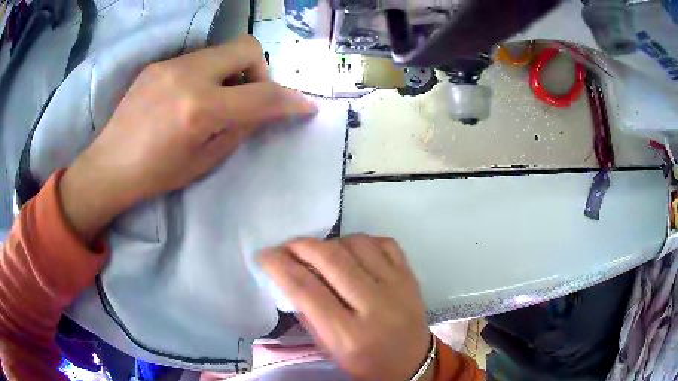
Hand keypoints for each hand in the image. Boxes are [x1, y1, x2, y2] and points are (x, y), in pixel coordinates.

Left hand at [59, 35, 314, 241]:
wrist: (110, 166)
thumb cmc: (156, 175)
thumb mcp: (205, 161)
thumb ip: (240, 128)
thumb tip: (264, 110)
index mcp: (199, 109)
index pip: (261, 95)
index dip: (290, 101)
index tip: (304, 106)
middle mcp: (188, 76)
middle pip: (247, 47)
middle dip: (259, 71)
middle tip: (246, 97)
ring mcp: (171, 65)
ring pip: (222, 50)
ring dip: (232, 72)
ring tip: (216, 99)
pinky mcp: (159, 64)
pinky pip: (198, 59)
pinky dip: (208, 73)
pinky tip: (191, 96)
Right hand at [259, 235, 433, 380]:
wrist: (412, 362)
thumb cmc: (365, 363)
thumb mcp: (329, 349)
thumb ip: (307, 314)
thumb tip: (289, 276)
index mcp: (349, 335)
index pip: (306, 289)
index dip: (279, 266)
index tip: (265, 255)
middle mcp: (376, 306)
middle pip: (331, 258)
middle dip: (300, 245)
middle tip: (287, 248)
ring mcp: (398, 286)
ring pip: (356, 243)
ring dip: (330, 243)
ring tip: (321, 254)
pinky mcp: (411, 276)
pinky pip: (382, 242)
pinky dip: (361, 241)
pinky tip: (352, 253)